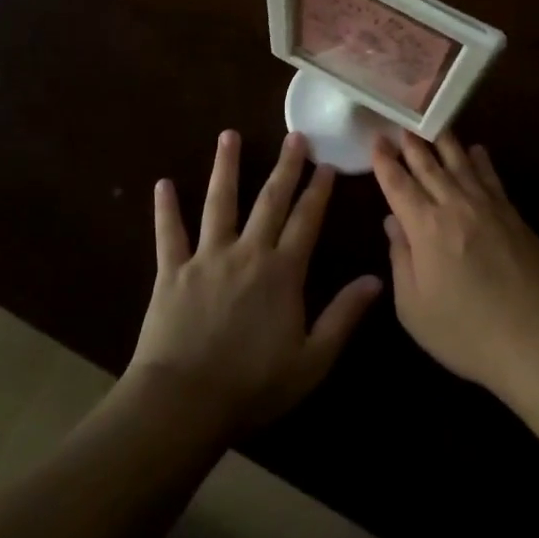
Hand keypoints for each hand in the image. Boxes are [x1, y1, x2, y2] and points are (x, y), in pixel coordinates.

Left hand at [128, 130, 381, 433]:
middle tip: (295, 136)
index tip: (327, 164)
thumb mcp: (312, 360)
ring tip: (229, 136)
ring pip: (219, 204)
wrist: (184, 401)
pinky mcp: (172, 272)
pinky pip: (169, 234)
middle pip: (270, 201)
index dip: (318, 191)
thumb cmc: (253, 385)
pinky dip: (165, 209)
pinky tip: (162, 184)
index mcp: (282, 271)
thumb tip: (376, 279)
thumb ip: (343, 316)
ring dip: (226, 168)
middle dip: (285, 167)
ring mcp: (207, 258)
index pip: (306, 220)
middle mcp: (247, 253)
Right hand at [374, 130, 538, 395]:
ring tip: (432, 124)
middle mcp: (454, 206)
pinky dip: (481, 161)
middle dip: (411, 144)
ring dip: (444, 142)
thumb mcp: (414, 308)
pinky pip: (492, 178)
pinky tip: (477, 149)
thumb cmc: (466, 332)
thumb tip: (393, 223)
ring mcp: (488, 207)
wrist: (536, 339)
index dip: (384, 162)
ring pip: (461, 164)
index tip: (376, 140)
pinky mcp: (513, 215)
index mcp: (425, 228)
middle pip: (428, 166)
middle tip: (400, 123)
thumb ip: (400, 260)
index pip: (398, 185)